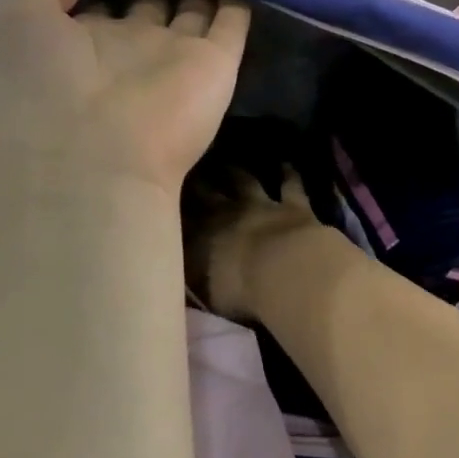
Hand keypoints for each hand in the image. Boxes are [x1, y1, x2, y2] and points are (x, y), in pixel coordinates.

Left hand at [0, 0, 249, 198]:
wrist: (90, 158)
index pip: (98, 6)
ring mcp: (174, 59)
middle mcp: (128, 51)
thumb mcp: (13, 22)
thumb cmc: (38, 88)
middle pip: (149, 8)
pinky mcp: (215, 66)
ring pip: (192, 13)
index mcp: (78, 46)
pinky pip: (231, 26)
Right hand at [185, 169, 320, 320]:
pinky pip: (291, 184)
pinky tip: (286, 164)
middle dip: (198, 182)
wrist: (286, 275)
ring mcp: (262, 205)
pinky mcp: (294, 206)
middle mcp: (227, 214)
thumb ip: (193, 278)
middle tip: (191, 171)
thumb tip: (181, 271)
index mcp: (201, 237)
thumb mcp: (206, 293)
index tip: (164, 198)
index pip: (181, 217)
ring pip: (245, 181)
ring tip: (229, 164)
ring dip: (237, 172)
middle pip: (207, 192)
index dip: (172, 206)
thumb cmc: (241, 293)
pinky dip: (288, 173)